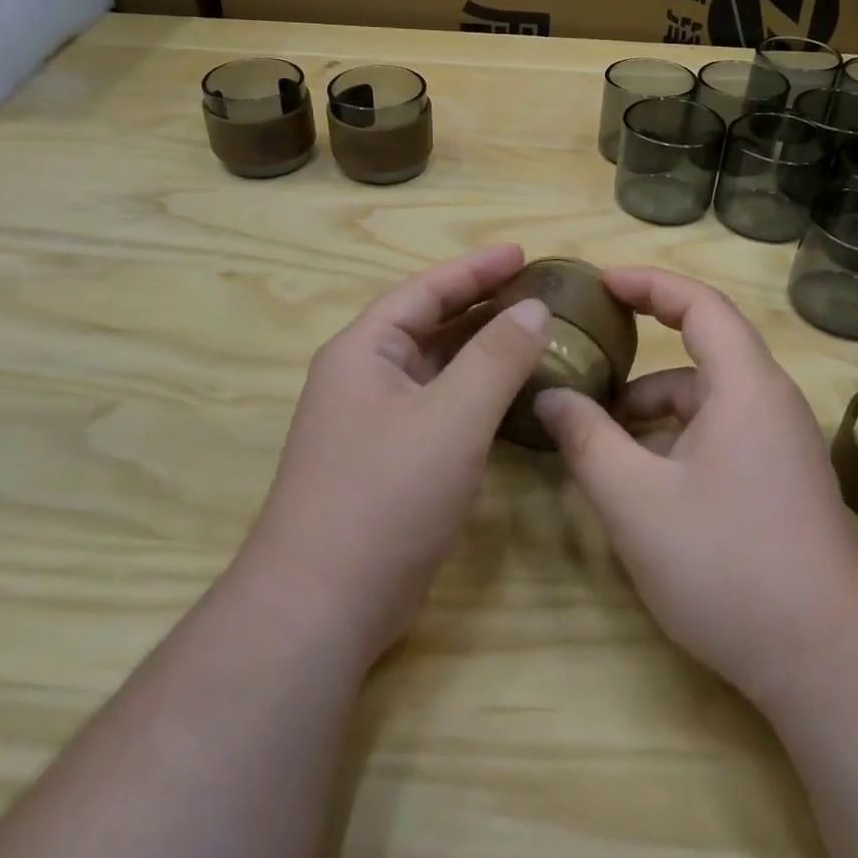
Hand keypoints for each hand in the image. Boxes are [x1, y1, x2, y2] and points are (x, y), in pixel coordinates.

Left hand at [239, 244, 549, 661]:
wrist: (322, 604)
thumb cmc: (384, 494)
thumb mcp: (451, 417)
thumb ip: (496, 357)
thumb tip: (533, 307)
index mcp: (364, 351)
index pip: (424, 291)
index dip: (474, 268)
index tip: (522, 252)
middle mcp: (363, 379)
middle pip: (429, 326)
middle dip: (480, 305)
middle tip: (535, 290)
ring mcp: (373, 424)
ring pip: (436, 370)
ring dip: (480, 350)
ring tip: (531, 333)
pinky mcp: (389, 464)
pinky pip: (439, 409)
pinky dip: (475, 395)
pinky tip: (509, 398)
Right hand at [536, 268, 857, 704]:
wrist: (826, 663)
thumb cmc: (726, 564)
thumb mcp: (634, 499)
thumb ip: (586, 438)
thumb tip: (550, 397)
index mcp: (745, 386)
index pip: (699, 304)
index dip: (648, 283)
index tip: (600, 283)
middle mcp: (770, 403)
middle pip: (703, 350)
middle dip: (641, 352)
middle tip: (586, 359)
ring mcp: (780, 445)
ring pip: (707, 400)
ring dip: (653, 407)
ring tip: (600, 435)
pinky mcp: (779, 482)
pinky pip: (720, 434)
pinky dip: (675, 438)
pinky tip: (642, 479)